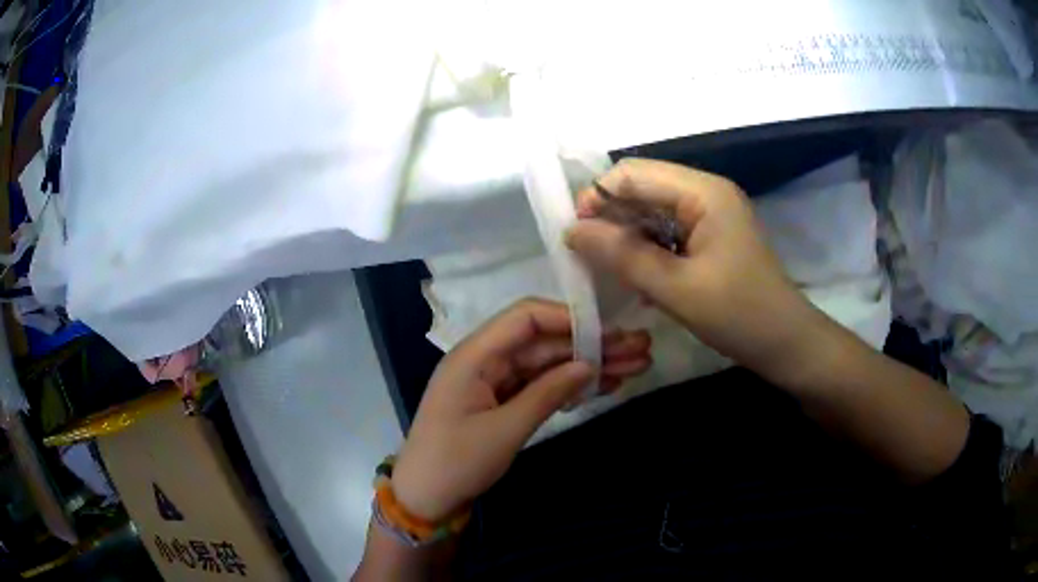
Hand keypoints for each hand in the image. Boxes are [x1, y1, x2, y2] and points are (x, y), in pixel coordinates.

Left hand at [391, 299, 650, 521]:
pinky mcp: (503, 402)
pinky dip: (572, 387)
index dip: (569, 317)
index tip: (610, 329)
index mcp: (476, 355)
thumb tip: (589, 365)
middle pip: (545, 342)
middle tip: (640, 347)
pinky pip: (541, 386)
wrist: (426, 497)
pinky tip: (606, 386)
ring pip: (548, 364)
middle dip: (591, 344)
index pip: (526, 318)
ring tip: (636, 366)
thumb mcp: (505, 429)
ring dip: (589, 366)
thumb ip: (548, 393)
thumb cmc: (456, 462)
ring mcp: (496, 382)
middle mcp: (487, 360)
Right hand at [567, 158, 825, 385]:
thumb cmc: (740, 315)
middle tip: (589, 258)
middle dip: (610, 218)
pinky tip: (635, 276)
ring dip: (626, 236)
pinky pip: (666, 232)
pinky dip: (645, 250)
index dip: (598, 197)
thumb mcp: (677, 289)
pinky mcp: (709, 237)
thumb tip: (571, 230)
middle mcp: (705, 193)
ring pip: (651, 212)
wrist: (786, 344)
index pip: (634, 173)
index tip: (577, 237)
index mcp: (703, 192)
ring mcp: (709, 215)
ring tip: (608, 270)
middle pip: (642, 188)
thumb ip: (623, 256)